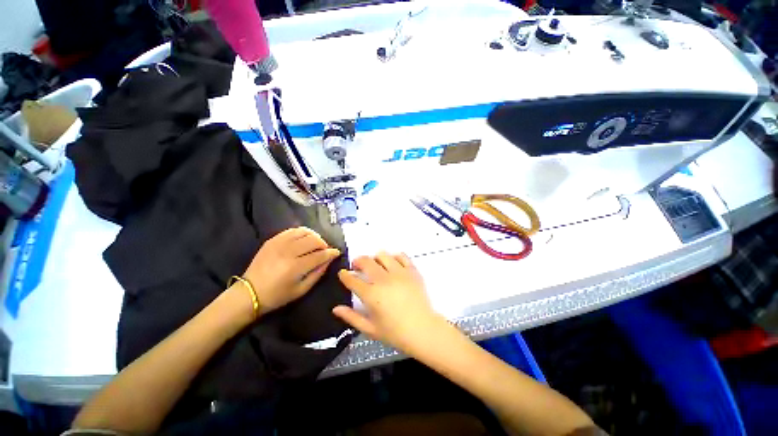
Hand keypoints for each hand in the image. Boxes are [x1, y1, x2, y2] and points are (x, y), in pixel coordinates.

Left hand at [243, 227, 340, 314]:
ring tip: (315, 244)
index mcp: (295, 267)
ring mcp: (279, 243)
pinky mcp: (272, 240)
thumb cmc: (277, 295)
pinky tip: (304, 239)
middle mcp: (288, 251)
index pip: (320, 255)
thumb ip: (318, 273)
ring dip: (314, 236)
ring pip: (304, 232)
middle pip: (314, 240)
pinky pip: (292, 230)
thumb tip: (329, 260)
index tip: (337, 252)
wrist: (249, 293)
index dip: (331, 253)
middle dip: (324, 244)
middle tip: (325, 250)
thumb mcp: (301, 290)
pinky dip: (302, 233)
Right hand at [333, 252, 444, 352]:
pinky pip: (401, 256)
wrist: (423, 330)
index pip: (352, 279)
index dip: (345, 275)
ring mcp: (399, 273)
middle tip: (357, 266)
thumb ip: (351, 317)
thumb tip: (336, 309)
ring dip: (375, 258)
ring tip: (375, 265)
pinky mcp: (412, 271)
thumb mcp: (370, 329)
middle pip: (366, 261)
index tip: (343, 273)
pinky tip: (393, 264)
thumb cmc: (395, 333)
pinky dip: (394, 257)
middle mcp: (384, 279)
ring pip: (383, 255)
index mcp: (371, 294)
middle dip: (357, 261)